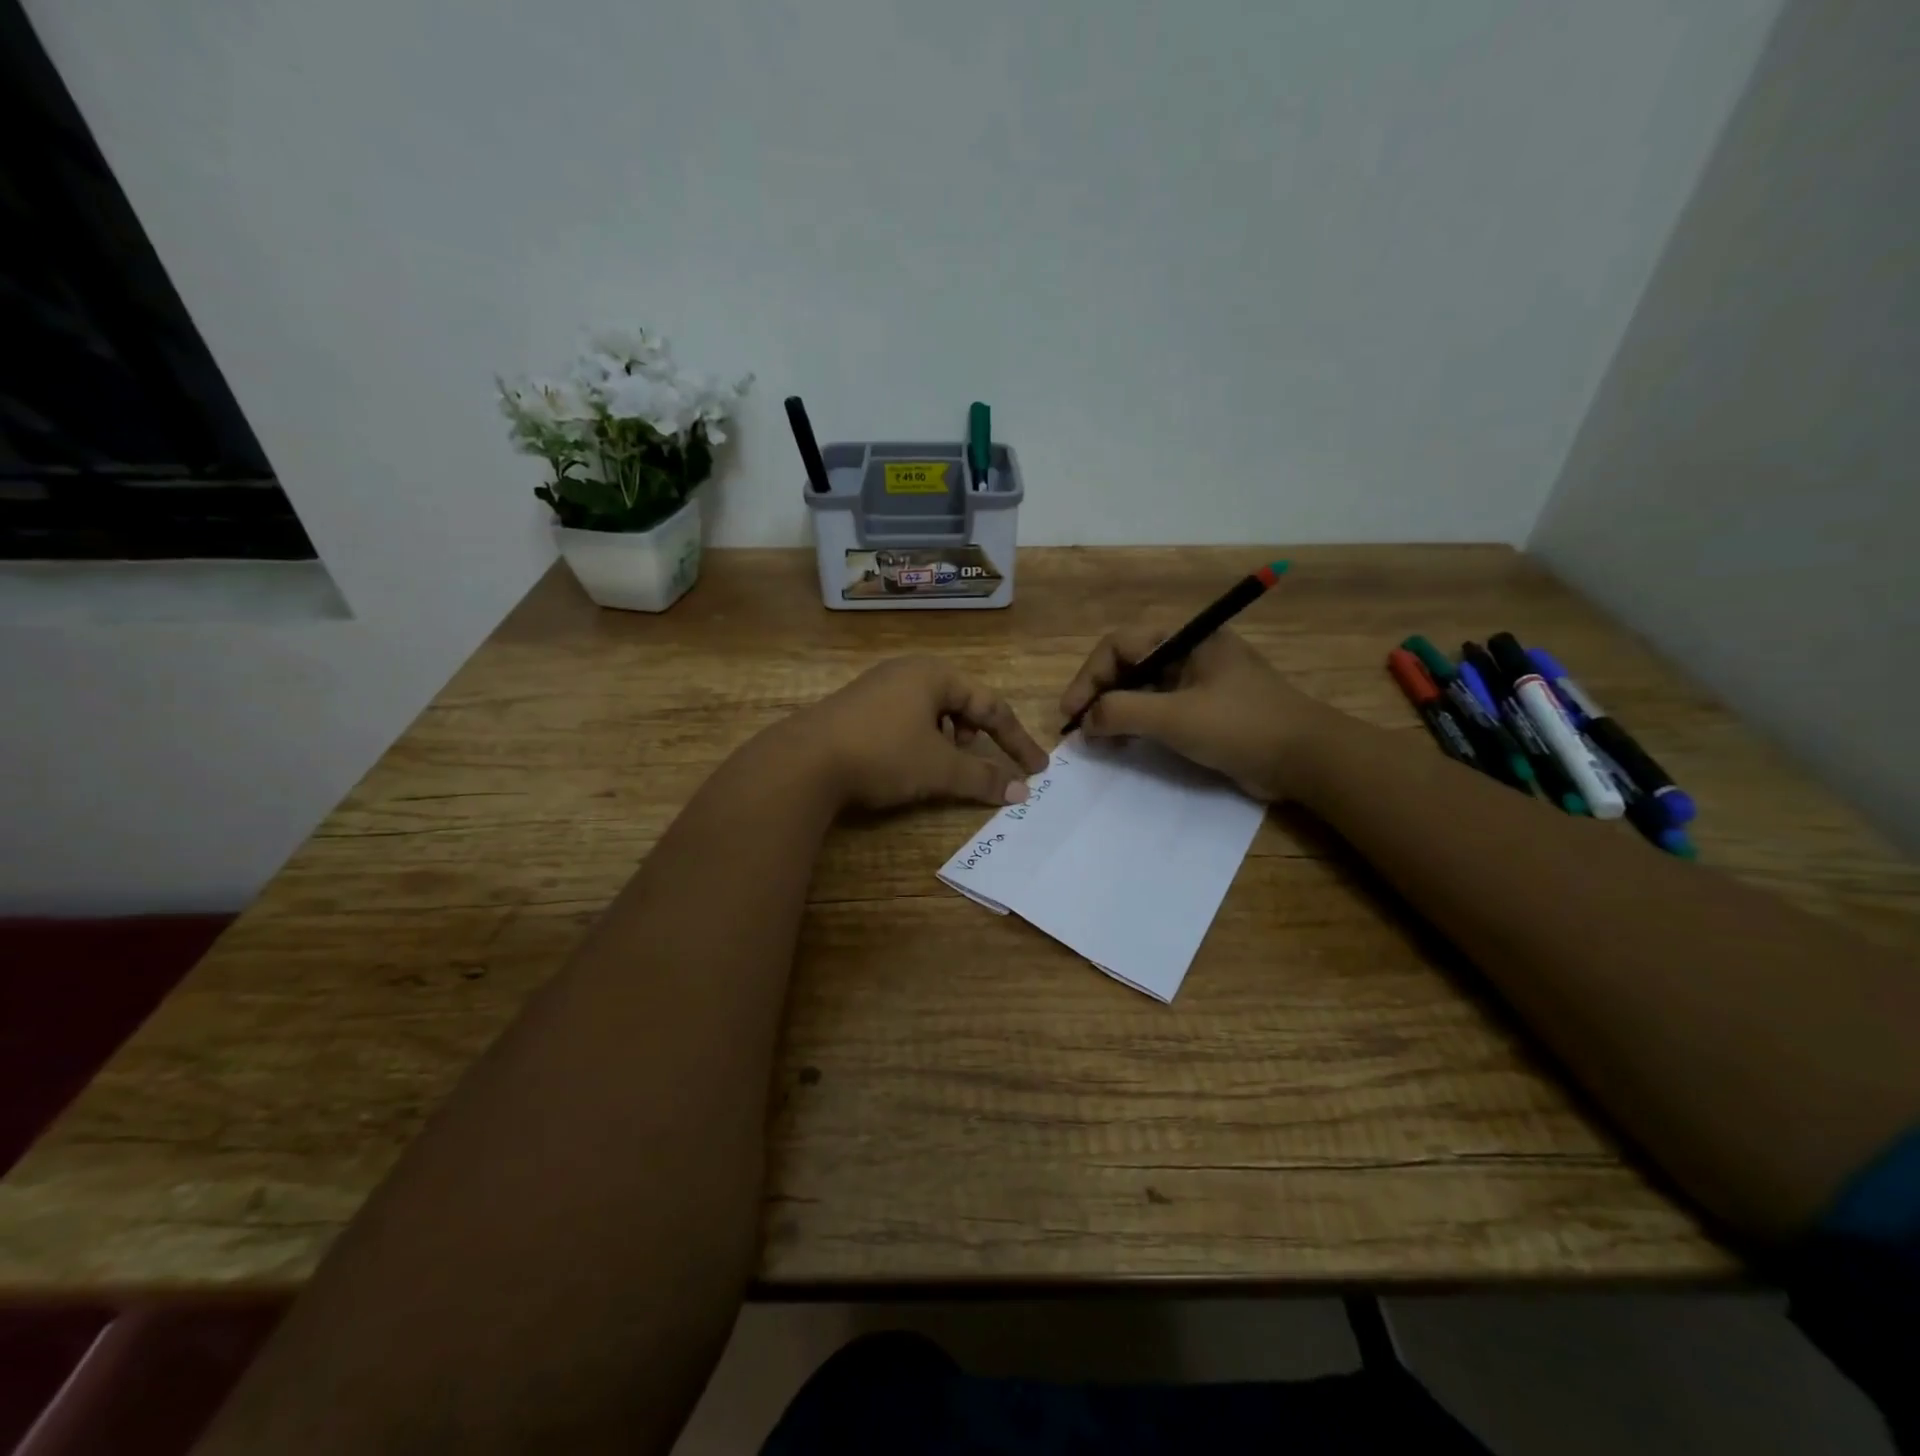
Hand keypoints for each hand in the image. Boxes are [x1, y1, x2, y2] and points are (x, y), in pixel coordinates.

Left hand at [786, 656, 1049, 811]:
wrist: (804, 761)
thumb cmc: (883, 754)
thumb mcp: (939, 768)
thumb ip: (983, 778)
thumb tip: (1020, 791)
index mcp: (935, 674)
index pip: (991, 706)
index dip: (1016, 740)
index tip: (1036, 769)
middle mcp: (908, 671)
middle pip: (961, 702)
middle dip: (977, 735)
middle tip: (976, 760)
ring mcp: (878, 687)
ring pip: (931, 711)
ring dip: (948, 739)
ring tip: (941, 764)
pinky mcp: (856, 707)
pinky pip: (905, 718)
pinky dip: (920, 740)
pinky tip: (906, 762)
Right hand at [1058, 627, 1338, 800]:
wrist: (1306, 759)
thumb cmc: (1240, 726)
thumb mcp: (1174, 717)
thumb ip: (1122, 712)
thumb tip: (1085, 721)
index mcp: (1187, 639)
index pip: (1120, 646)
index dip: (1089, 677)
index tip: (1072, 713)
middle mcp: (1191, 653)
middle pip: (1129, 665)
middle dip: (1101, 695)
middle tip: (1082, 729)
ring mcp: (1201, 682)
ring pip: (1144, 689)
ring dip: (1117, 712)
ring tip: (1100, 742)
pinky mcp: (1208, 710)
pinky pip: (1162, 709)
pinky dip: (1139, 724)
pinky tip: (1126, 744)